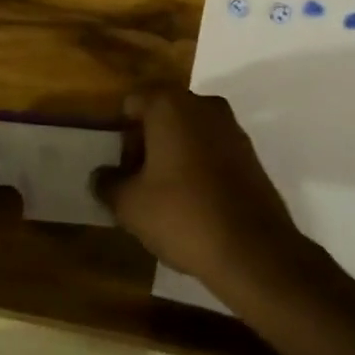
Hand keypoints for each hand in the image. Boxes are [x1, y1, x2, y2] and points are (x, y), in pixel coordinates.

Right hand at [94, 88, 303, 290]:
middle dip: (146, 143)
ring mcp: (231, 126)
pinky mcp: (250, 152)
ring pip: (188, 131)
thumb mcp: (130, 205)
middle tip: (136, 182)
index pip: (132, 104)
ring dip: (172, 153)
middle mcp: (202, 104)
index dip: (120, 133)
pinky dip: (198, 165)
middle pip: (161, 114)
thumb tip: (101, 176)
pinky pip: (211, 148)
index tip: (118, 167)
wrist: (253, 250)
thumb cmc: (182, 215)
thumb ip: (108, 183)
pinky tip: (193, 201)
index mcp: (170, 105)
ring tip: (163, 196)